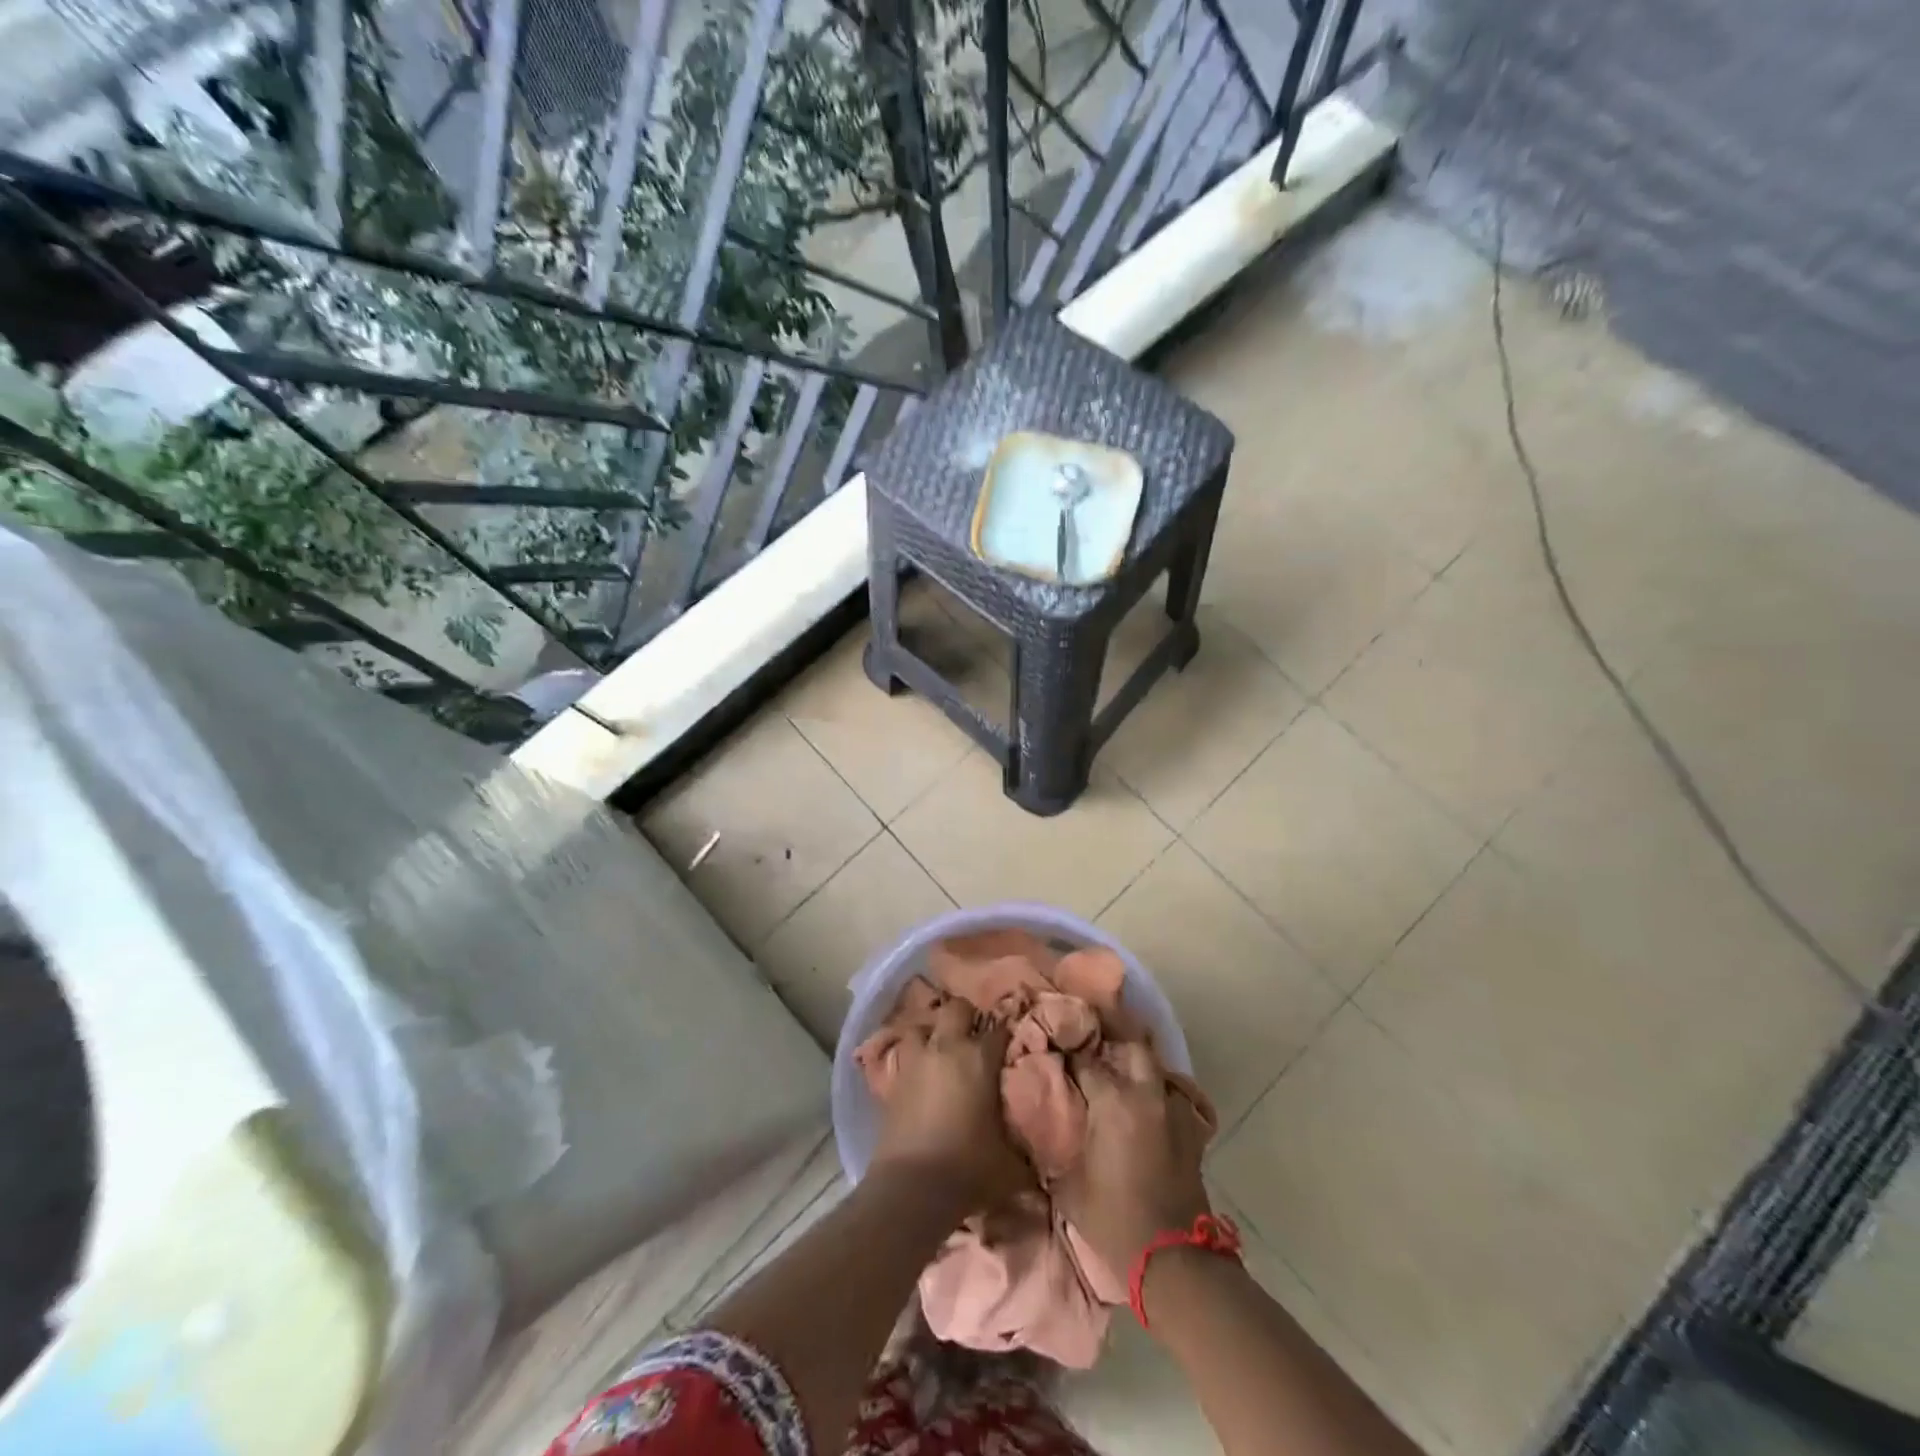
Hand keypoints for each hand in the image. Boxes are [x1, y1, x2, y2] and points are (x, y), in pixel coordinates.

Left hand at [871, 997, 1026, 1208]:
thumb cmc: (968, 1168)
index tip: (1012, 1043)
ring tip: (942, 1048)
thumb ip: (1027, 1155)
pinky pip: (904, 1054)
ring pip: (922, 1025)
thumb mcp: (1010, 1166)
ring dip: (933, 1032)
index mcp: (979, 1058)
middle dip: (967, 1016)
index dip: (1007, 1033)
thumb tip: (1042, 1164)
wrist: (912, 1187)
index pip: (1000, 1029)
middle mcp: (947, 1048)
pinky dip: (913, 1057)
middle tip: (975, 1035)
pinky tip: (920, 1072)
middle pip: (957, 1008)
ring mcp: (916, 1060)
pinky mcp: (894, 1078)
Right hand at [1055, 1041, 1210, 1273]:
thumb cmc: (1114, 1220)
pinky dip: (1156, 1096)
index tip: (1056, 1059)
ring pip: (1156, 1070)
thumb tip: (1040, 1130)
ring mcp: (1173, 1111)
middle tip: (1093, 1058)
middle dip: (1112, 1046)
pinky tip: (1143, 1110)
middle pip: (1132, 1047)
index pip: (1085, 1061)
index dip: (1069, 1059)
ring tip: (1118, 1080)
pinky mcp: (1192, 1132)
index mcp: (1113, 1101)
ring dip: (1137, 1070)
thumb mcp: (1069, 1186)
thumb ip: (1055, 1148)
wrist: (1173, 1260)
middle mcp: (1146, 1095)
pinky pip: (1171, 1098)